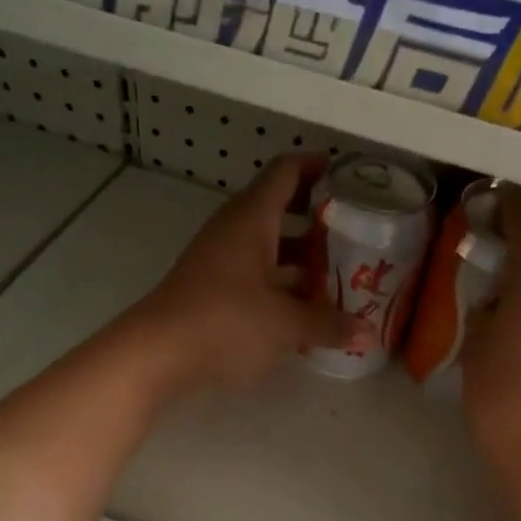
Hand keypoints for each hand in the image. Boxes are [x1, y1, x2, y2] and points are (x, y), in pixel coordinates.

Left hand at [135, 156, 368, 391]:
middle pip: (279, 206)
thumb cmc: (224, 322)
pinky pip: (255, 271)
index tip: (348, 174)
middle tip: (355, 226)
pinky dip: (282, 280)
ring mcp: (219, 259)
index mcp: (251, 219)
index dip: (317, 166)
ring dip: (301, 252)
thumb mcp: (284, 324)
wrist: (155, 354)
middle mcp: (234, 230)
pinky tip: (306, 305)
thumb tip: (366, 332)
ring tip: (340, 268)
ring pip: (268, 243)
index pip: (286, 172)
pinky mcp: (212, 287)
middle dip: (317, 214)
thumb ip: (326, 324)